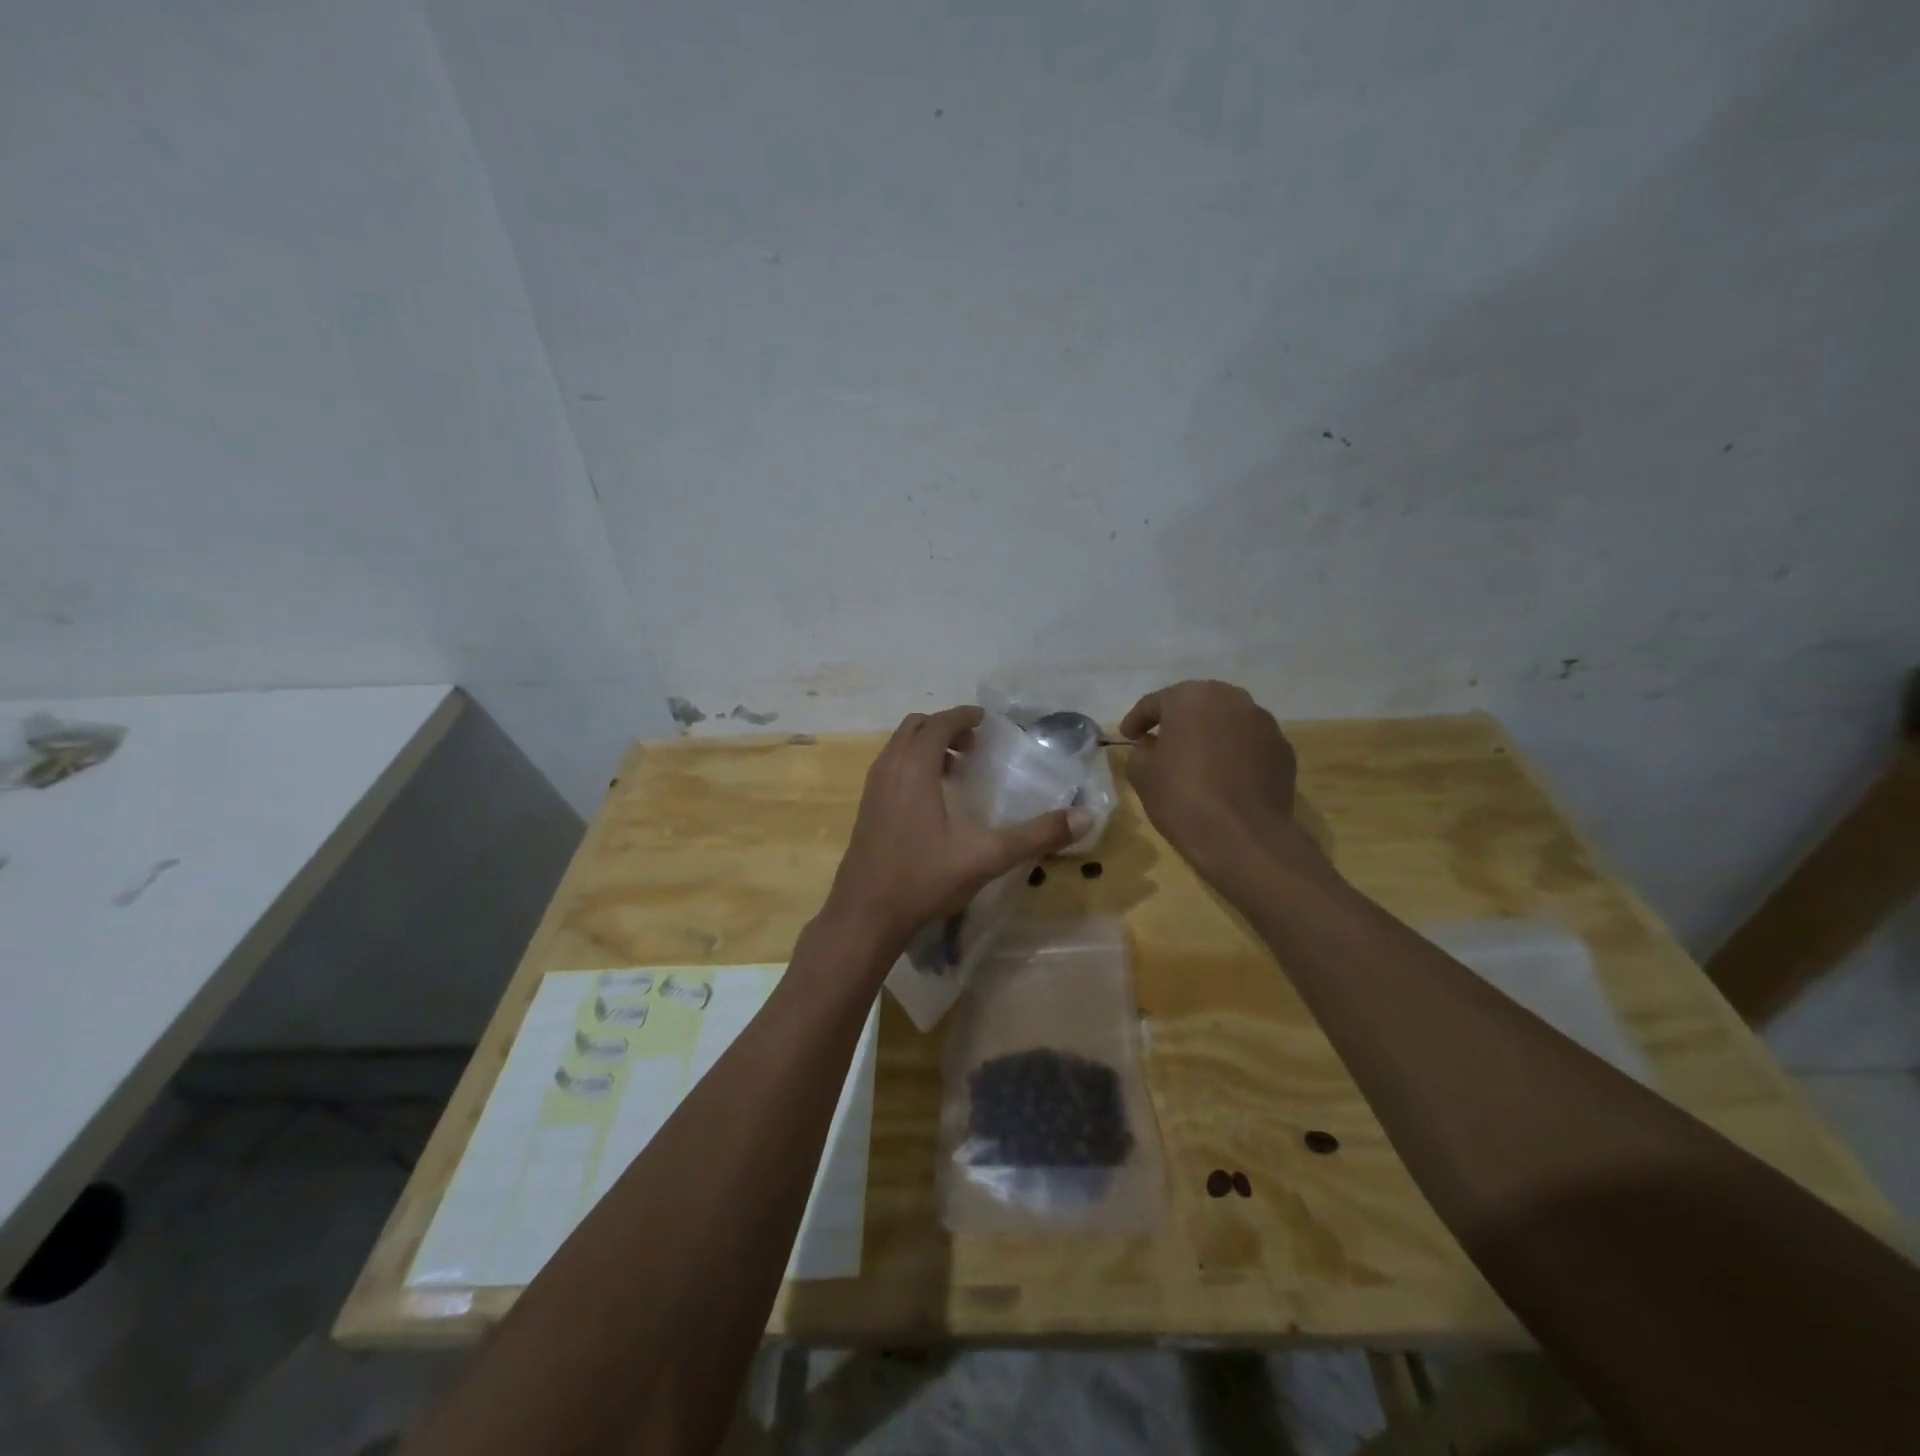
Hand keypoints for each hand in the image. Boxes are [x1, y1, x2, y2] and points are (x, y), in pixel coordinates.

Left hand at [823, 707, 1089, 955]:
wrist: (865, 914)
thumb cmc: (924, 878)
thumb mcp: (986, 856)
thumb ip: (1035, 835)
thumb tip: (1084, 818)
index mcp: (914, 768)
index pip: (938, 723)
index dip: (963, 716)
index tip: (985, 721)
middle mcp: (889, 768)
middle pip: (914, 727)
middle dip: (945, 728)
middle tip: (975, 746)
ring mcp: (872, 788)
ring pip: (898, 747)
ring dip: (927, 746)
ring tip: (958, 769)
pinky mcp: (866, 808)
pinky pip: (890, 767)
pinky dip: (912, 765)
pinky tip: (933, 800)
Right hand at [1120, 681, 1299, 868]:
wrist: (1243, 837)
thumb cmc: (1182, 798)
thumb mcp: (1142, 773)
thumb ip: (1141, 750)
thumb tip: (1153, 745)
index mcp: (1191, 698)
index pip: (1155, 703)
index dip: (1137, 719)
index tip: (1127, 736)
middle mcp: (1232, 699)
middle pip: (1197, 705)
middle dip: (1178, 721)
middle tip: (1162, 742)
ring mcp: (1264, 723)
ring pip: (1227, 722)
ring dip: (1210, 735)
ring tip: (1198, 760)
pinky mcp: (1283, 751)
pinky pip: (1250, 745)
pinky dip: (1235, 754)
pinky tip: (1226, 778)